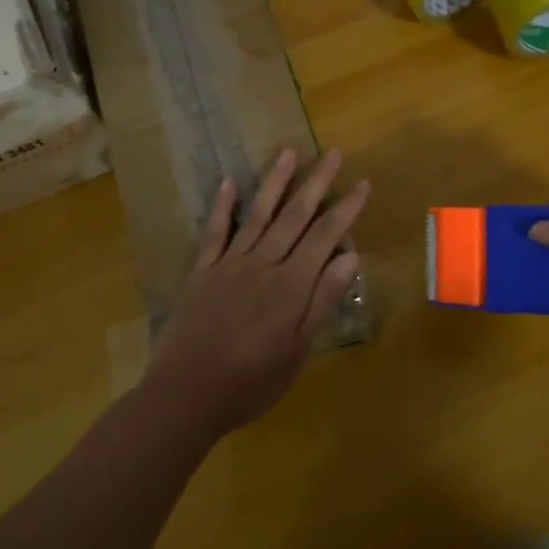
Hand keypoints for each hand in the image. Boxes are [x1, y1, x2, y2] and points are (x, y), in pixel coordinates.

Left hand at [142, 149, 368, 441]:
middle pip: (295, 216)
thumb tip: (349, 257)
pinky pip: (215, 232)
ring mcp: (229, 263)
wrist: (186, 395)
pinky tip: (228, 182)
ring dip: (274, 182)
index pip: (324, 237)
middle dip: (317, 183)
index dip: (345, 209)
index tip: (362, 183)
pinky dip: (222, 206)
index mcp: (290, 285)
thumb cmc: (250, 381)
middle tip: (333, 153)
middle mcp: (263, 264)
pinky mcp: (202, 271)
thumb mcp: (296, 350)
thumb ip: (321, 300)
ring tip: (288, 153)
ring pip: (257, 214)